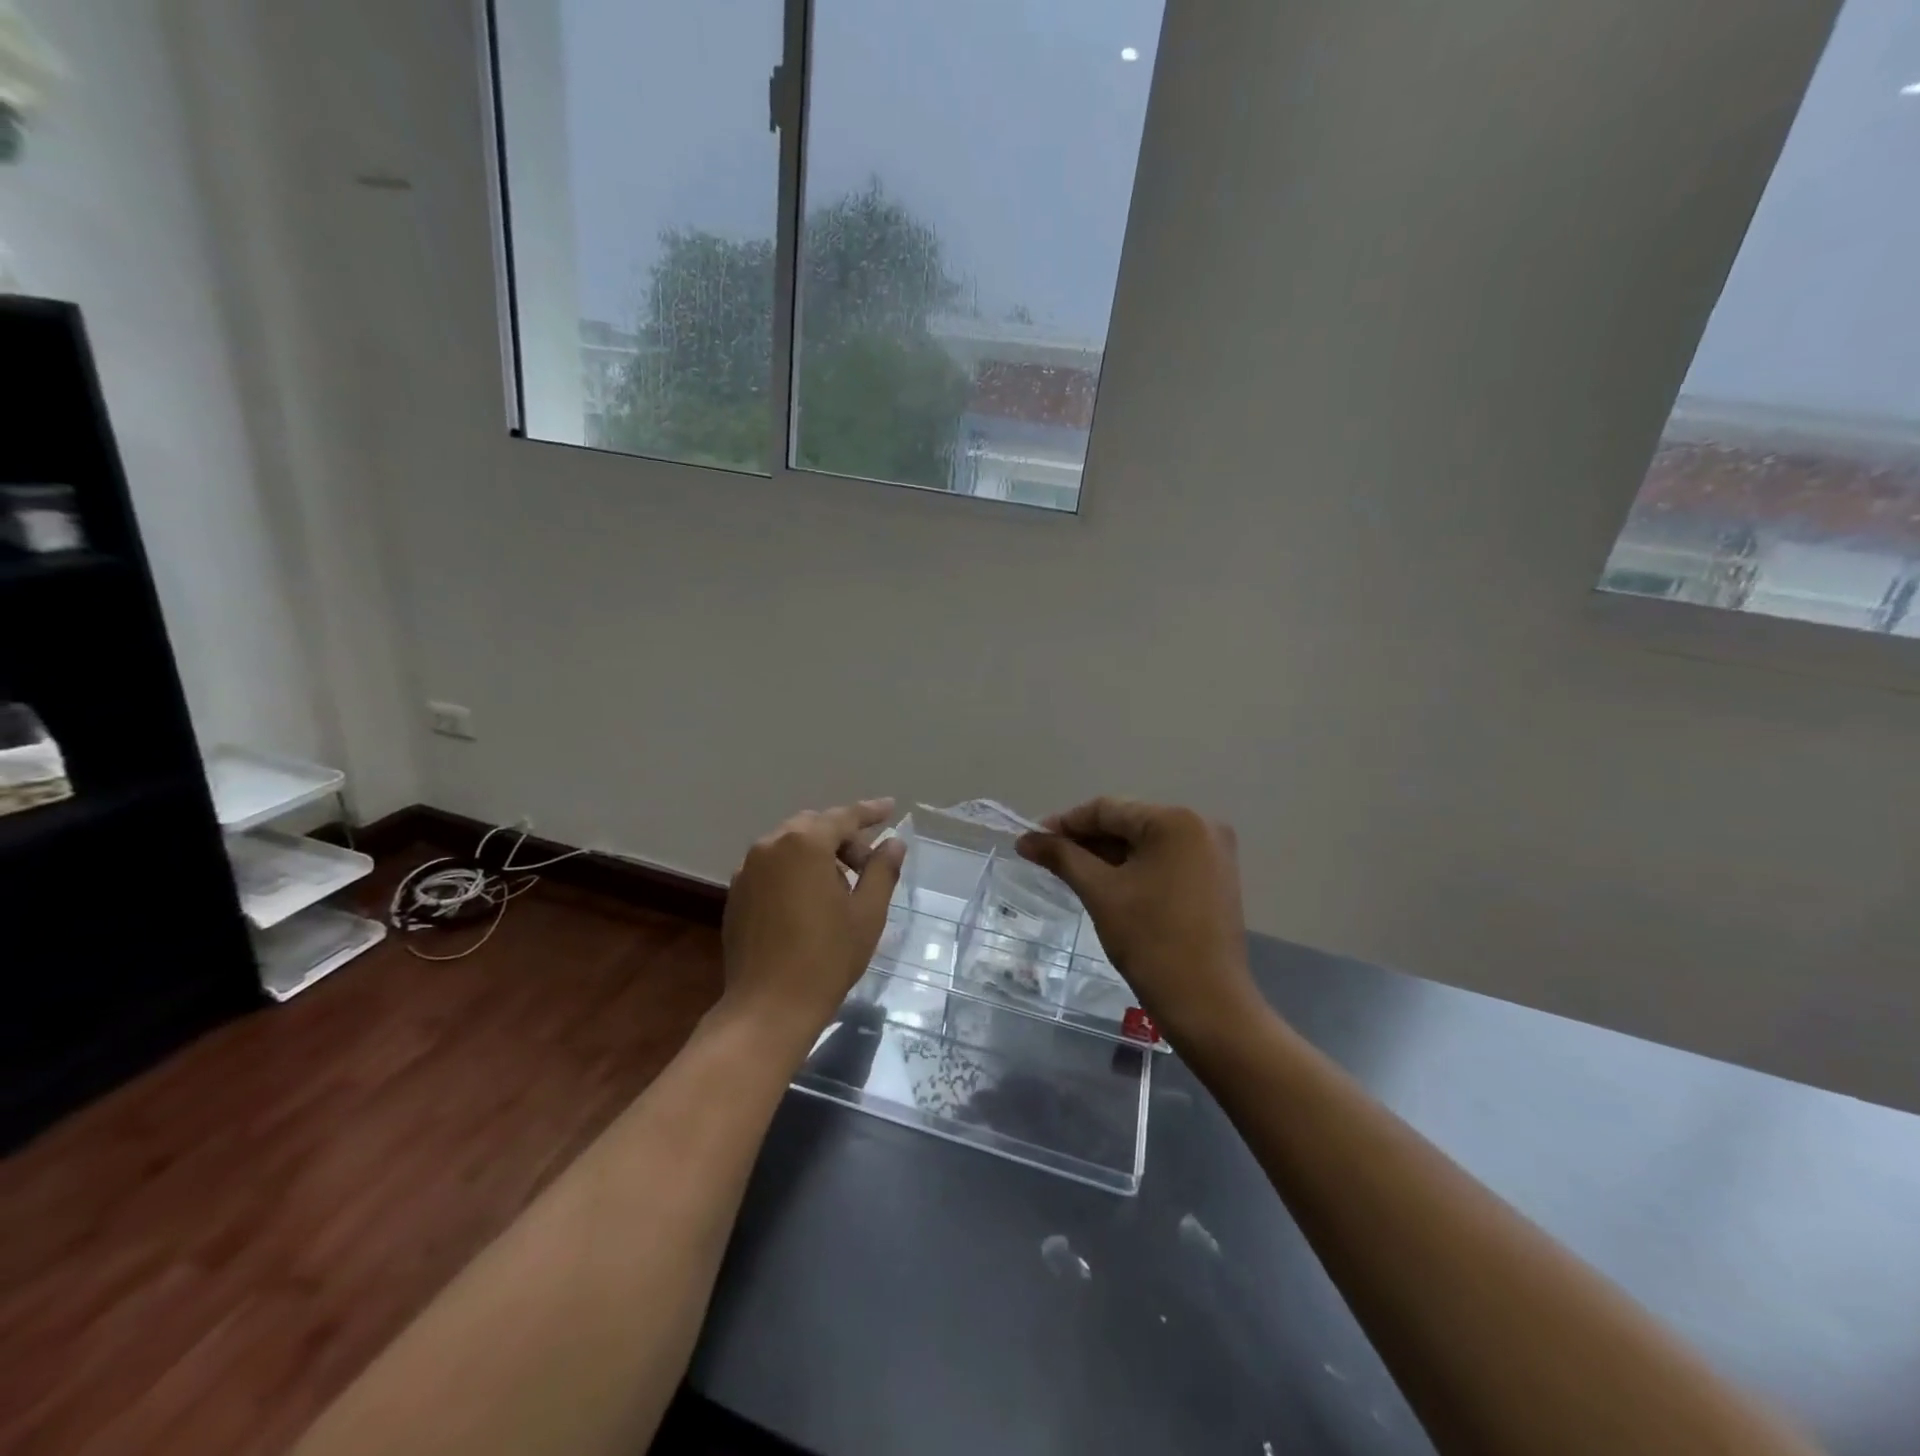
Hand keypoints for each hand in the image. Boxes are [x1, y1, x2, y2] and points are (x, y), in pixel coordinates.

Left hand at [720, 799, 905, 1050]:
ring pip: (790, 845)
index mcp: (805, 844)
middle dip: (843, 838)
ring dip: (817, 854)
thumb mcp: (867, 913)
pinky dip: (794, 870)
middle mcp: (771, 846)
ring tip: (839, 887)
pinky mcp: (736, 894)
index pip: (844, 817)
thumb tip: (893, 842)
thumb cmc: (827, 957)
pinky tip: (808, 901)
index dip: (870, 812)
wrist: (768, 1007)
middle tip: (867, 866)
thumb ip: (882, 870)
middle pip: (814, 827)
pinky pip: (771, 867)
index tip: (890, 807)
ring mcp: (748, 870)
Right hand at [1018, 798, 1259, 1048]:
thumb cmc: (1151, 941)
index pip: (1107, 809)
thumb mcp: (1100, 892)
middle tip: (1046, 858)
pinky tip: (1104, 883)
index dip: (1065, 823)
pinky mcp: (1215, 878)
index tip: (1031, 840)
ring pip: (1145, 844)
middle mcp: (1201, 826)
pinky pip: (1163, 861)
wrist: (1207, 1004)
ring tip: (1068, 872)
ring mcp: (1213, 853)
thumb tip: (1025, 839)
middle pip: (1128, 824)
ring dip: (1107, 856)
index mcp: (1176, 821)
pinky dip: (1133, 869)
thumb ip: (1062, 857)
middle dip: (1085, 841)